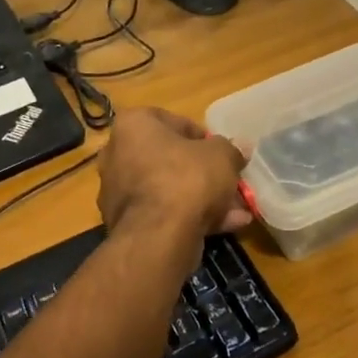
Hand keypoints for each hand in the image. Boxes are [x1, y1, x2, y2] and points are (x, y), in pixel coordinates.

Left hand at [97, 107, 252, 241]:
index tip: (221, 152)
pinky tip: (227, 226)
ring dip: (202, 198)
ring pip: (169, 189)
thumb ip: (231, 149)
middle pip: (170, 159)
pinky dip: (191, 217)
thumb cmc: (187, 178)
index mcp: (133, 125)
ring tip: (237, 211)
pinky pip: (163, 213)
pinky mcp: (125, 223)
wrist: (159, 235)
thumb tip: (240, 148)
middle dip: (203, 173)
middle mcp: (117, 154)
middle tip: (230, 183)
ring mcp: (118, 191)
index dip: (203, 137)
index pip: (173, 121)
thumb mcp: (222, 156)